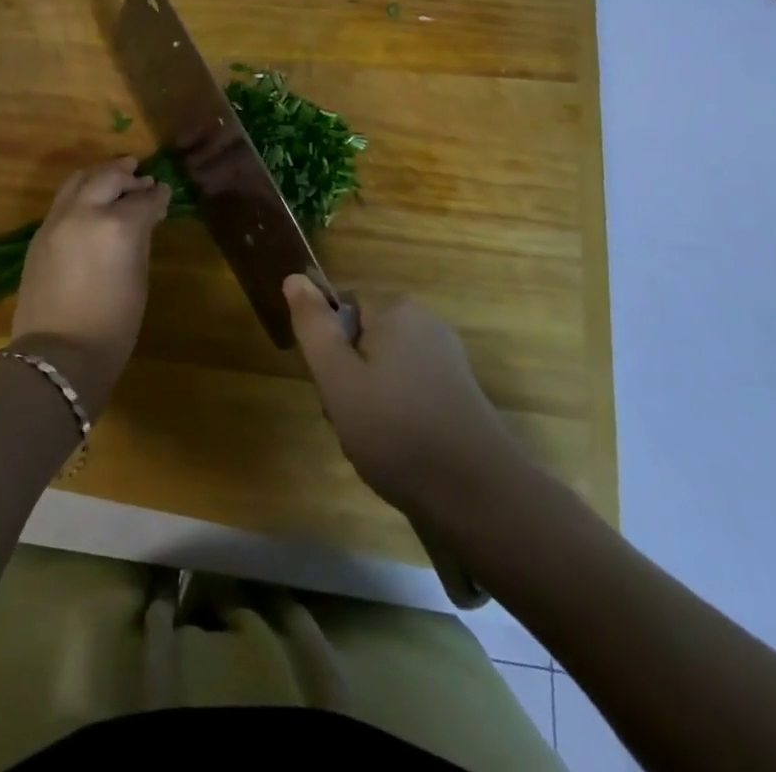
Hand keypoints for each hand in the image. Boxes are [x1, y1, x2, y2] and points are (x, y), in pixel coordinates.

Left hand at [10, 158, 170, 418]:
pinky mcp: (39, 233)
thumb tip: (145, 217)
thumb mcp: (137, 279)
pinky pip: (63, 200)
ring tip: (114, 175)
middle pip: (108, 178)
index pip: (143, 199)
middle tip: (140, 176)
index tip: (164, 191)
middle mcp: (85, 212)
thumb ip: (141, 239)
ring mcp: (57, 220)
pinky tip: (90, 201)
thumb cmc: (112, 326)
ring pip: (79, 180)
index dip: (158, 195)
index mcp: (117, 225)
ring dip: (100, 175)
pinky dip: (81, 192)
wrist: (57, 355)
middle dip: (127, 175)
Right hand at [284, 276, 529, 520]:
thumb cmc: (397, 431)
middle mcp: (424, 321)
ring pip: (381, 364)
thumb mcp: (337, 377)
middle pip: (360, 334)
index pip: (339, 303)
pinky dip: (394, 410)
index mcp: (395, 309)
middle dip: (346, 373)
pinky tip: (397, 447)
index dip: (326, 342)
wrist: (480, 496)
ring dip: (366, 396)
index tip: (330, 382)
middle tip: (346, 414)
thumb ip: (312, 325)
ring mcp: (445, 356)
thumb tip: (294, 278)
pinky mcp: (457, 389)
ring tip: (370, 437)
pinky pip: (407, 386)